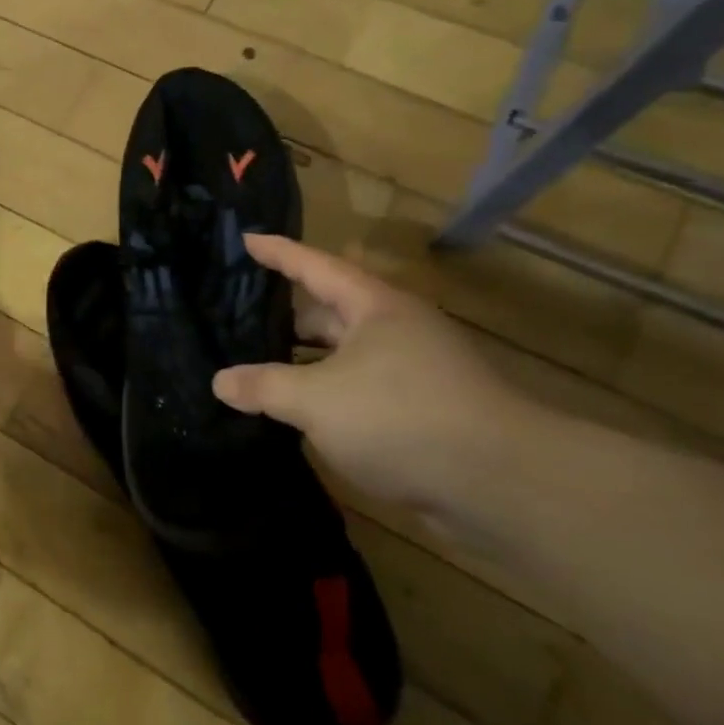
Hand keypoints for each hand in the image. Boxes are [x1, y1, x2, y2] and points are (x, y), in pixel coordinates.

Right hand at [211, 235, 539, 519]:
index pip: (315, 267)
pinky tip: (295, 412)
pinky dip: (324, 395)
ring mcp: (411, 372)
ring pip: (342, 355)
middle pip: (328, 311)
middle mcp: (395, 331)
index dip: (278, 253)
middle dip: (284, 313)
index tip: (245, 238)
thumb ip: (264, 386)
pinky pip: (356, 391)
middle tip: (235, 313)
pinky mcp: (419, 412)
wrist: (503, 486)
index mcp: (374, 308)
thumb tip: (220, 381)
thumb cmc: (401, 418)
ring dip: (302, 360)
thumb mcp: (317, 399)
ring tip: (254, 363)